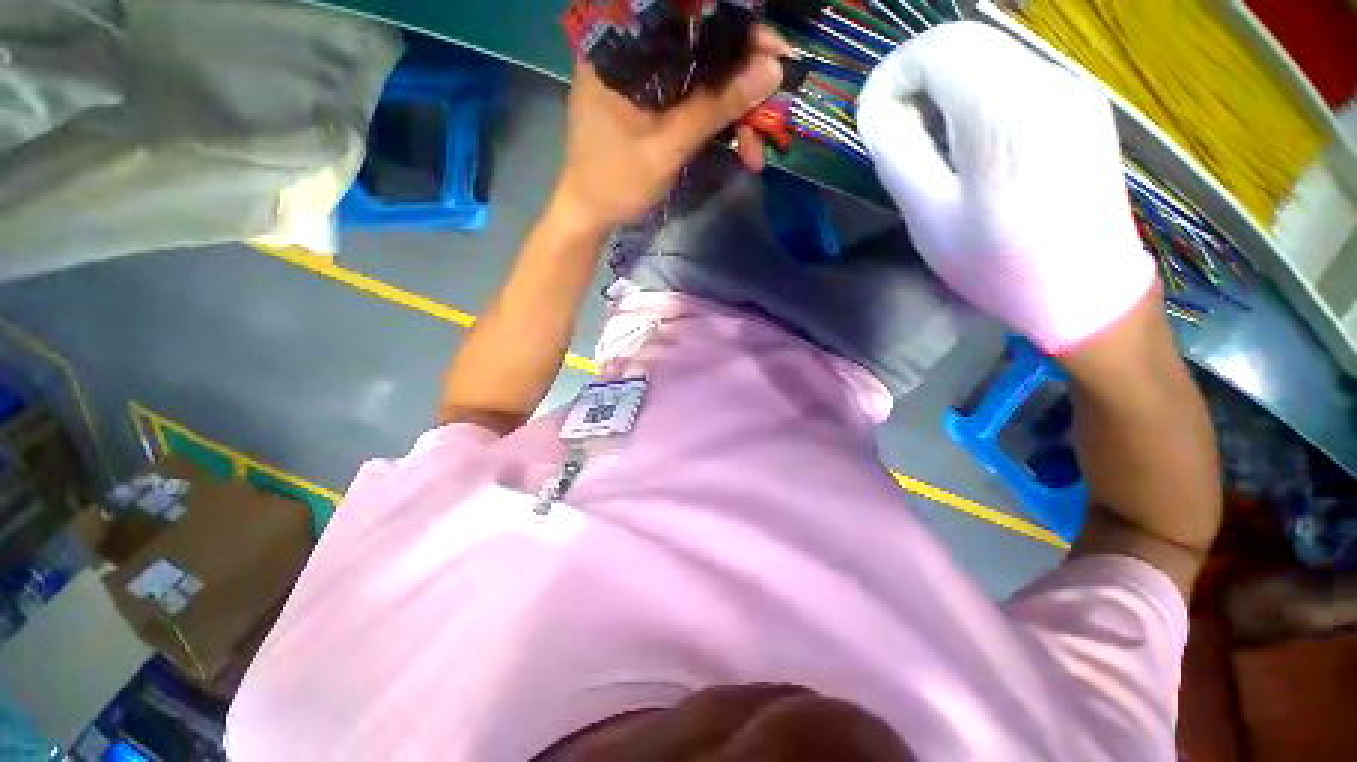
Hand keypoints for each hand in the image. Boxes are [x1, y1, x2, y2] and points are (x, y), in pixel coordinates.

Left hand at [553, 25, 787, 231]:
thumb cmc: (615, 181)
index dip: (737, 30)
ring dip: (735, 115)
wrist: (592, 216)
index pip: (687, 17)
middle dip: (743, 82)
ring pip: (703, 80)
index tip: (774, 50)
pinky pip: (695, 103)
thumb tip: (771, 70)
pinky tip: (741, 150)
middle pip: (701, 49)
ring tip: (757, 150)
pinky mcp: (655, 106)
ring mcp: (646, 82)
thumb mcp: (666, 146)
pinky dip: (719, 126)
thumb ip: (714, 108)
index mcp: (621, 48)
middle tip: (774, 109)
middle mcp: (634, 54)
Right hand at [856, 22, 1154, 354]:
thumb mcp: (929, 218)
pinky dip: (977, 91)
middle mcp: (1047, 83)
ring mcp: (1072, 88)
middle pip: (967, 41)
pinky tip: (969, 138)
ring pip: (991, 53)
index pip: (939, 49)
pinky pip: (1015, 73)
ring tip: (929, 138)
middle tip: (896, 127)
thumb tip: (878, 110)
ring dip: (946, 84)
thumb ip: (898, 155)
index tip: (873, 113)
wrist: (1086, 289)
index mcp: (1006, 115)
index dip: (894, 72)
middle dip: (918, 75)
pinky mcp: (1081, 101)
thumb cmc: (999, 264)